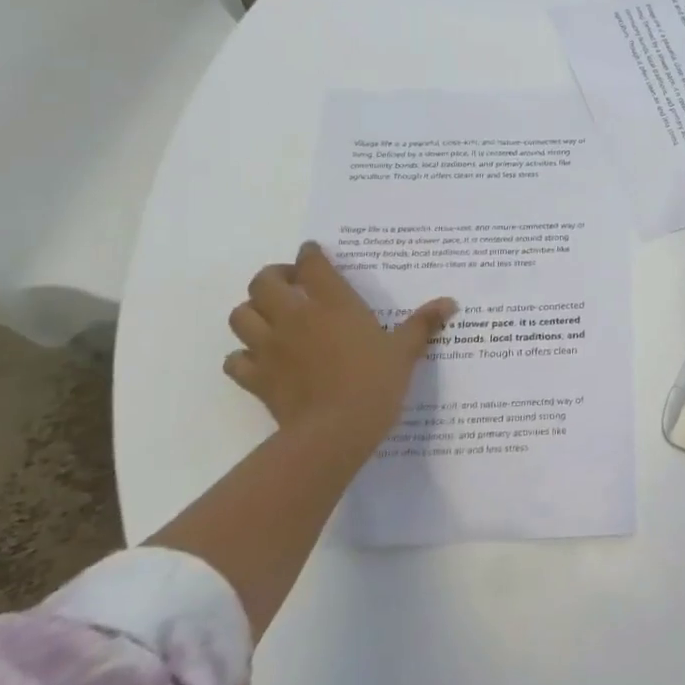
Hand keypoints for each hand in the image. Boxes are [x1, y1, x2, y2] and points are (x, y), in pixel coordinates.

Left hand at [225, 241, 455, 459]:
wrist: (335, 430)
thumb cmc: (375, 383)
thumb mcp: (405, 351)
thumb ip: (423, 324)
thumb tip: (450, 302)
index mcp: (333, 304)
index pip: (312, 265)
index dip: (309, 254)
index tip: (312, 254)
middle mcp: (295, 317)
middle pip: (263, 281)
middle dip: (273, 277)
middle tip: (290, 284)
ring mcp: (270, 347)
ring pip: (240, 315)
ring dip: (252, 311)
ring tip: (270, 317)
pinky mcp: (256, 377)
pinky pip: (235, 360)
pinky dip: (242, 356)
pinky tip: (259, 360)